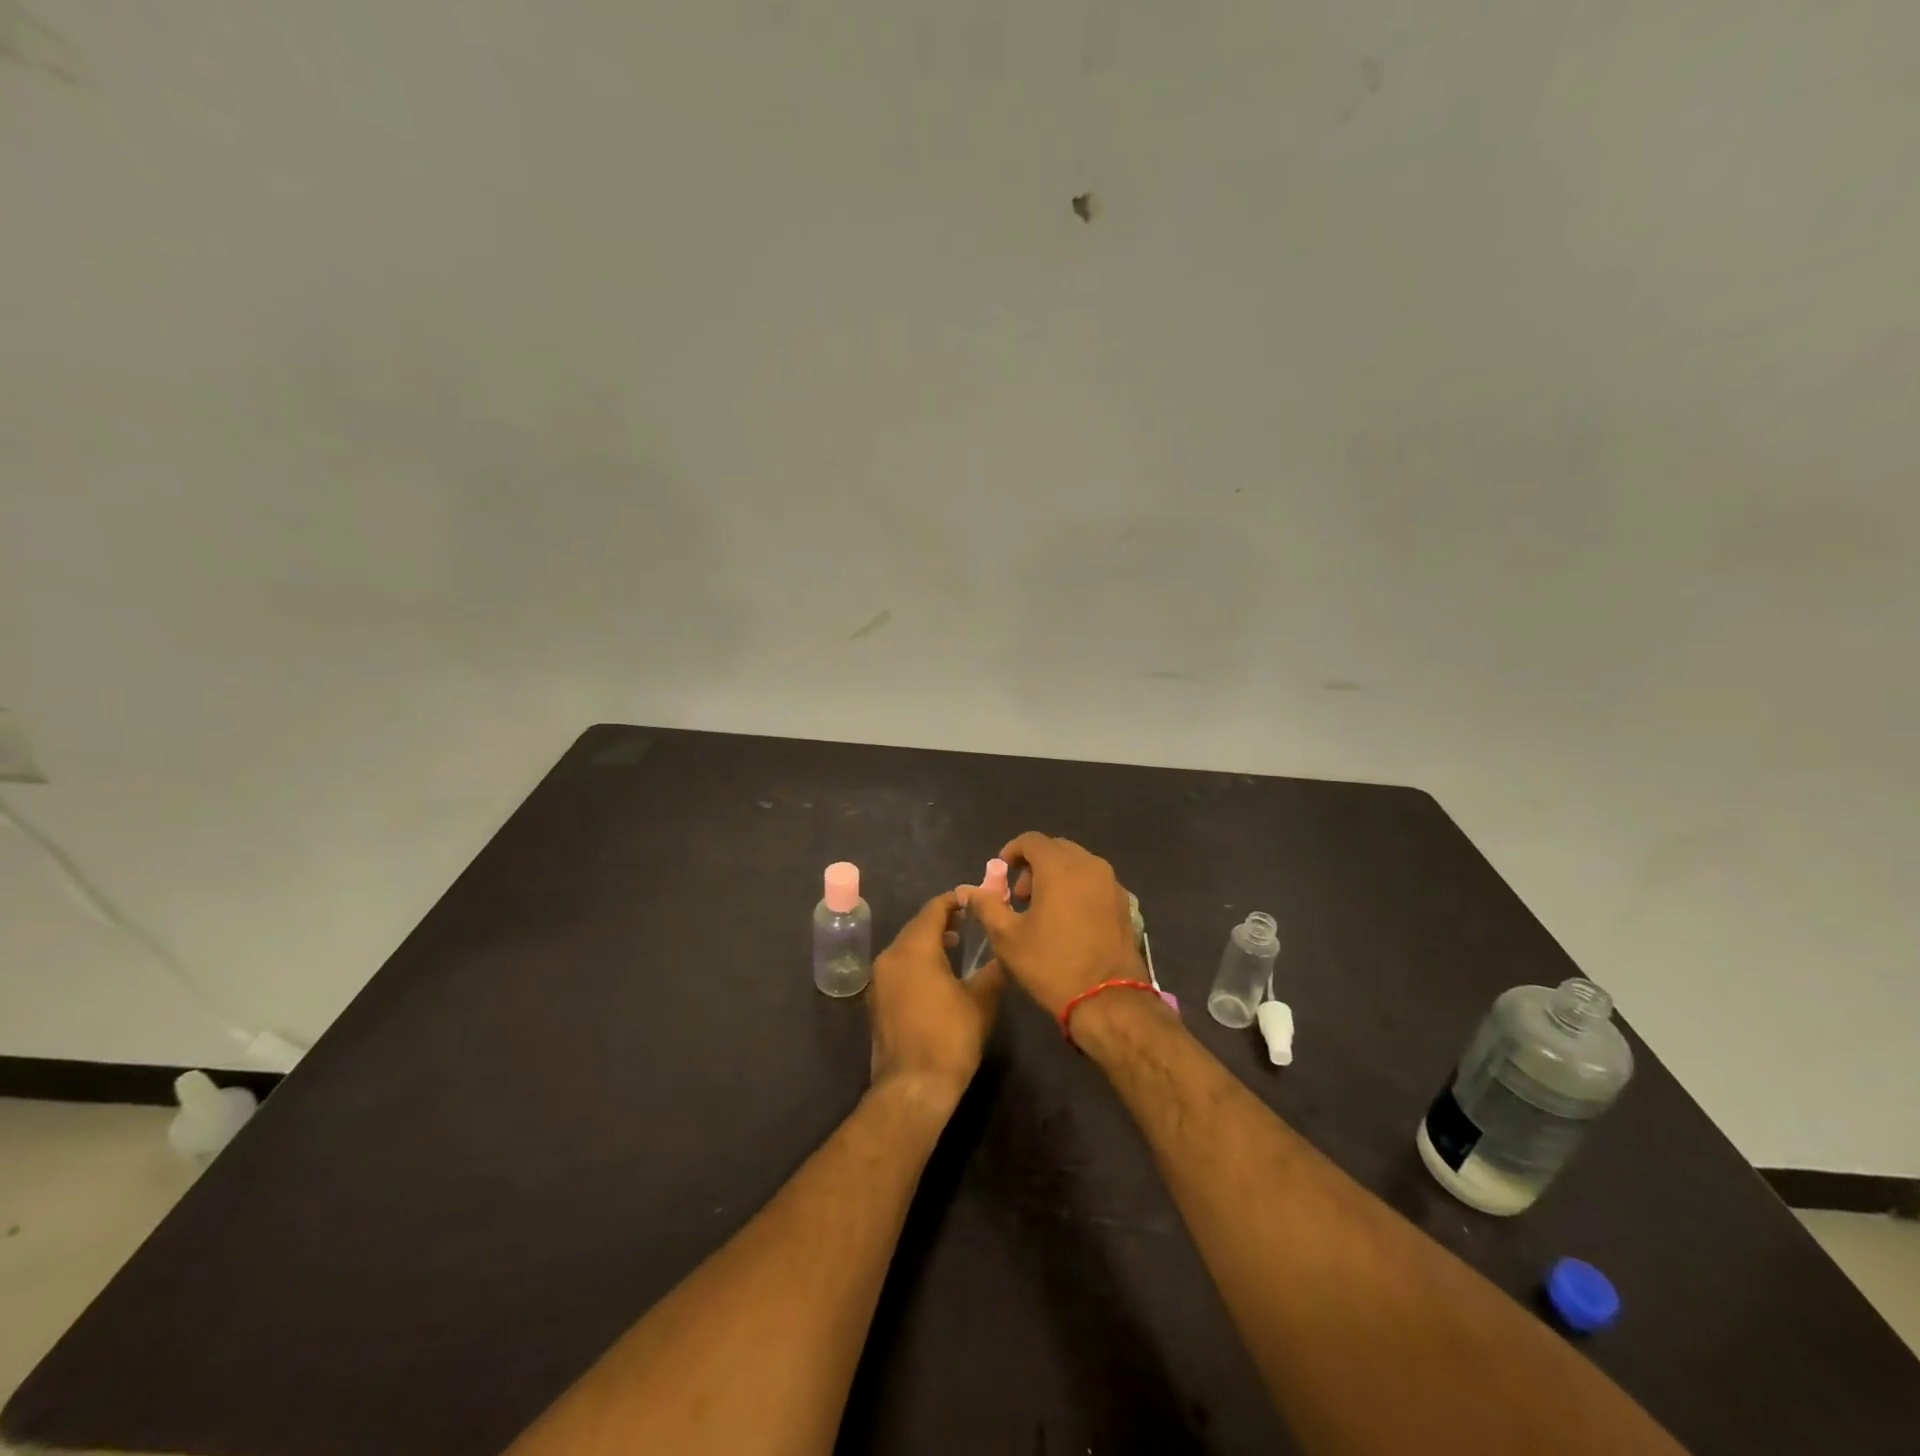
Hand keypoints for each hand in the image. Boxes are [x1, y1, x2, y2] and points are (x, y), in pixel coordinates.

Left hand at [867, 890, 1003, 1113]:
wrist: (913, 1087)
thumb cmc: (950, 1037)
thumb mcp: (981, 1001)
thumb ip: (991, 970)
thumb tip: (1002, 954)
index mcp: (914, 948)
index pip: (934, 909)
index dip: (954, 901)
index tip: (973, 899)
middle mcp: (890, 956)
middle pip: (916, 926)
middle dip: (941, 921)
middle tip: (968, 921)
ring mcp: (878, 979)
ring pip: (905, 947)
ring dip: (928, 941)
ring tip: (955, 945)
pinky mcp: (876, 1000)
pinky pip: (898, 967)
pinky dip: (916, 961)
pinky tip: (936, 975)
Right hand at [960, 832, 1142, 1017]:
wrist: (1108, 1000)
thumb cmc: (1051, 965)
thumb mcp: (1007, 937)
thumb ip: (987, 905)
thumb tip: (968, 889)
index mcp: (1060, 867)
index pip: (1031, 840)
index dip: (1012, 852)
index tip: (1001, 874)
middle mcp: (1089, 865)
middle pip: (1056, 849)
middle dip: (1034, 864)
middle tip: (1020, 895)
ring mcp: (1111, 883)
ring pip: (1078, 864)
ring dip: (1056, 875)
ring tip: (1043, 909)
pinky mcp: (1124, 903)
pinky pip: (1095, 882)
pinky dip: (1077, 888)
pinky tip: (1069, 920)